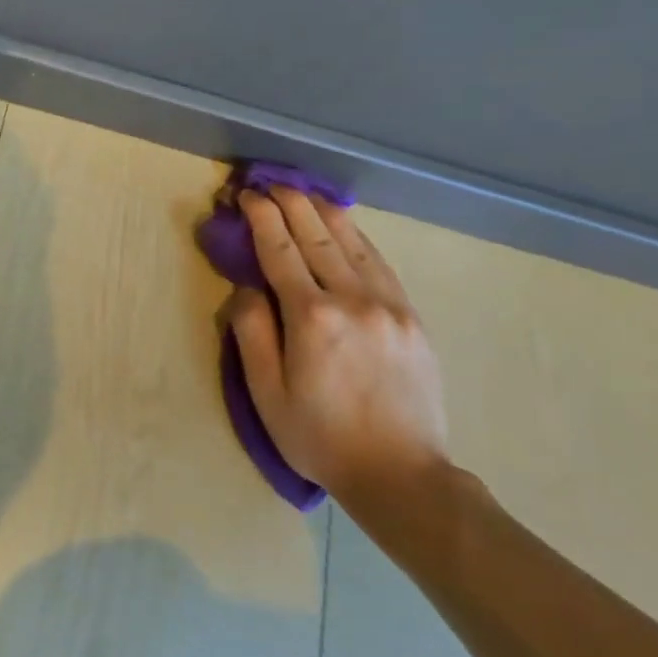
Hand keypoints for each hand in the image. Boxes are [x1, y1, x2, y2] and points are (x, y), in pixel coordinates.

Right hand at [228, 188, 447, 503]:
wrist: (401, 474)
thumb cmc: (319, 437)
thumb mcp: (266, 392)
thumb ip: (251, 332)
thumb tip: (247, 288)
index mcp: (311, 318)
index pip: (280, 251)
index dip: (261, 218)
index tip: (247, 194)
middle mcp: (352, 300)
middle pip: (316, 237)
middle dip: (290, 203)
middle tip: (270, 182)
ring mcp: (389, 305)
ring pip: (352, 242)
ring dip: (323, 212)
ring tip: (302, 191)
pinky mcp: (411, 317)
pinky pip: (380, 263)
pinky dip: (357, 237)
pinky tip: (344, 226)